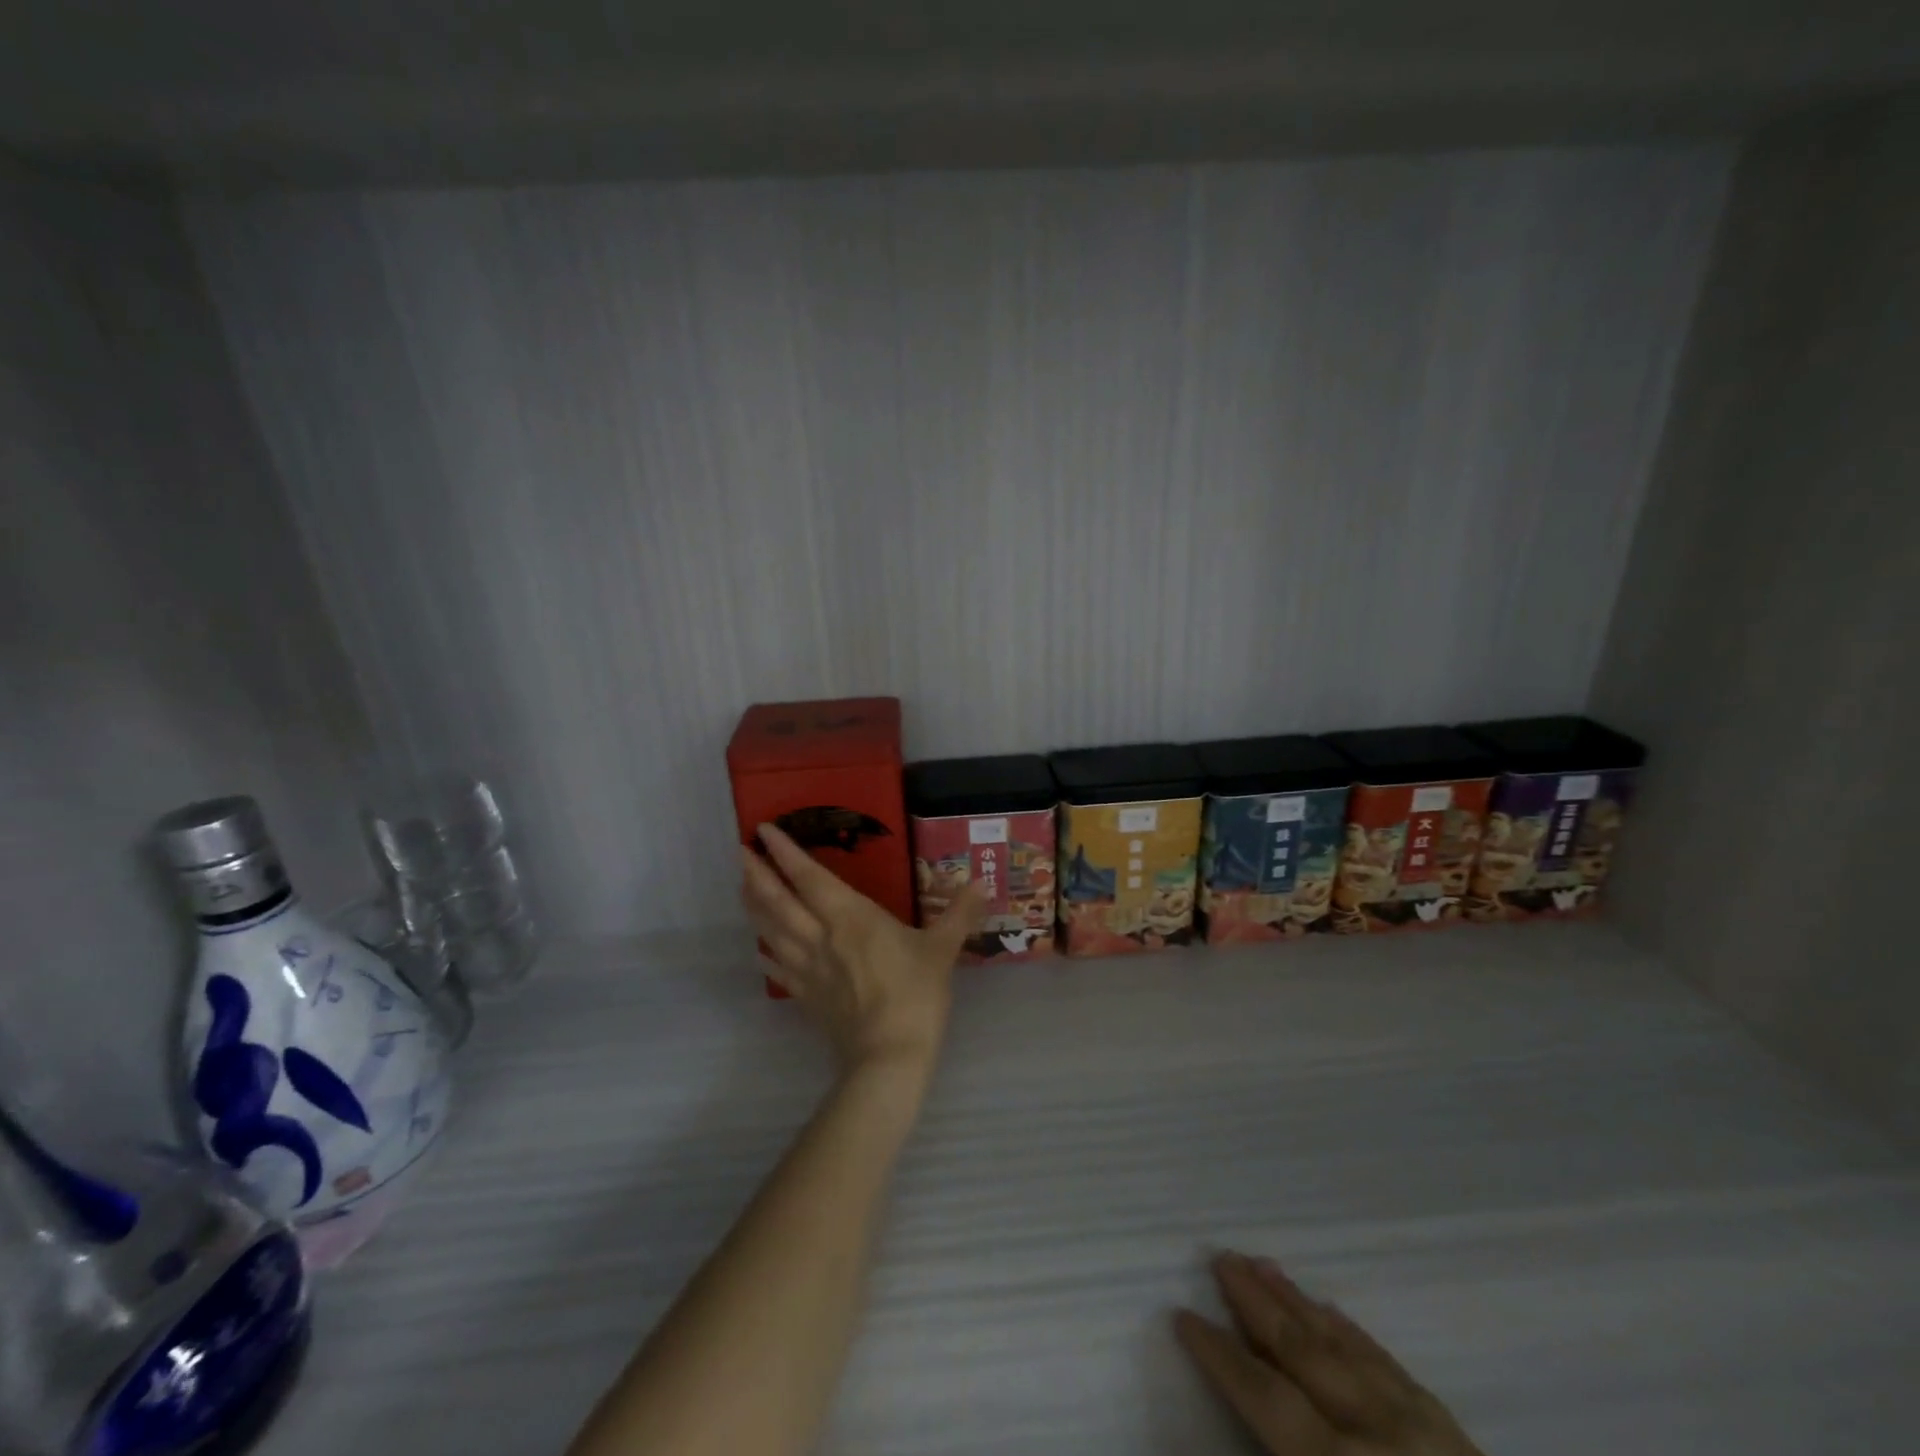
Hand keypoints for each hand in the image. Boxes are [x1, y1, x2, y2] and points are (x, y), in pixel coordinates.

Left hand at [741, 823, 985, 1076]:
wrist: (889, 1056)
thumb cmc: (915, 994)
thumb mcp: (942, 949)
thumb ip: (959, 914)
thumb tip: (980, 884)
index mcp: (850, 917)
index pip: (809, 877)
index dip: (785, 853)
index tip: (764, 830)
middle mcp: (820, 936)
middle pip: (778, 901)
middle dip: (756, 874)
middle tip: (739, 852)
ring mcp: (808, 968)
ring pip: (771, 930)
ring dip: (753, 906)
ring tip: (742, 887)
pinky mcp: (806, 996)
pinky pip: (778, 968)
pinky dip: (764, 952)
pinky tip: (757, 947)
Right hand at [1175, 1252, 1482, 1455]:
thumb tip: (1239, 1430)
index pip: (1265, 1398)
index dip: (1220, 1354)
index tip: (1182, 1313)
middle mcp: (1378, 1436)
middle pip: (1303, 1353)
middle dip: (1257, 1303)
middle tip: (1222, 1255)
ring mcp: (1423, 1430)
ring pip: (1345, 1347)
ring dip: (1298, 1303)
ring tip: (1264, 1263)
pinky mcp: (1457, 1436)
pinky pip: (1392, 1367)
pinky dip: (1354, 1334)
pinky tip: (1333, 1312)